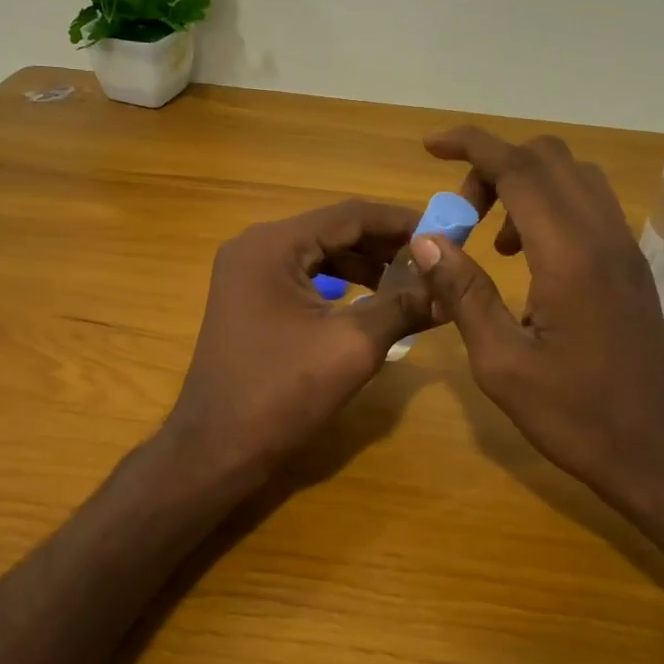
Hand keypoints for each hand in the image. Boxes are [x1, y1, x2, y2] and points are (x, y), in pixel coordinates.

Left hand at [165, 198, 430, 491]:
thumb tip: (447, 292)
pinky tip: (372, 298)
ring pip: (319, 253)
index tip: (445, 232)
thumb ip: (401, 307)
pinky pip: (303, 277)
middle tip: (433, 259)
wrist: (216, 448)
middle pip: (333, 230)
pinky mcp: (249, 298)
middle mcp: (255, 246)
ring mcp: (247, 273)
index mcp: (273, 245)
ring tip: (411, 280)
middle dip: (385, 244)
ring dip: (364, 263)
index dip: (401, 222)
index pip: (349, 215)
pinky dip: (339, 283)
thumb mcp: (351, 346)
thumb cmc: (281, 393)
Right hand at [410, 127, 663, 537]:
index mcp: (569, 256)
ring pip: (573, 176)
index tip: (431, 146)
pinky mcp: (631, 264)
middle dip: (493, 166)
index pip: (519, 169)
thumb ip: (464, 293)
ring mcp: (624, 247)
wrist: (657, 450)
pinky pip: (588, 204)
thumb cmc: (574, 415)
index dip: (471, 145)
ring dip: (524, 184)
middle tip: (460, 214)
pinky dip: (549, 205)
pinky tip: (526, 258)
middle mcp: (603, 236)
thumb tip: (426, 240)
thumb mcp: (501, 363)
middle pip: (548, 158)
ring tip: (490, 239)